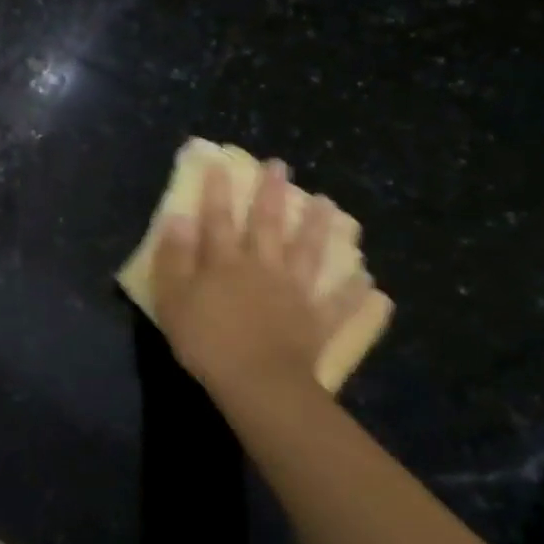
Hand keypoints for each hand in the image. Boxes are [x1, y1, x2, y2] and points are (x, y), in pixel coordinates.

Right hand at [151, 159, 372, 402]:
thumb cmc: (206, 340)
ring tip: (328, 203)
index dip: (217, 191)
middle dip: (271, 194)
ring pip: (309, 253)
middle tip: (280, 166)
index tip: (220, 162)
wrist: (257, 382)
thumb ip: (174, 257)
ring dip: (318, 227)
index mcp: (225, 262)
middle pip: (268, 225)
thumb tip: (178, 218)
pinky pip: (339, 304)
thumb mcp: (173, 298)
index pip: (218, 219)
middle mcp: (264, 267)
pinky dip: (354, 292)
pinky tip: (370, 281)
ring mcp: (295, 293)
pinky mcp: (317, 321)